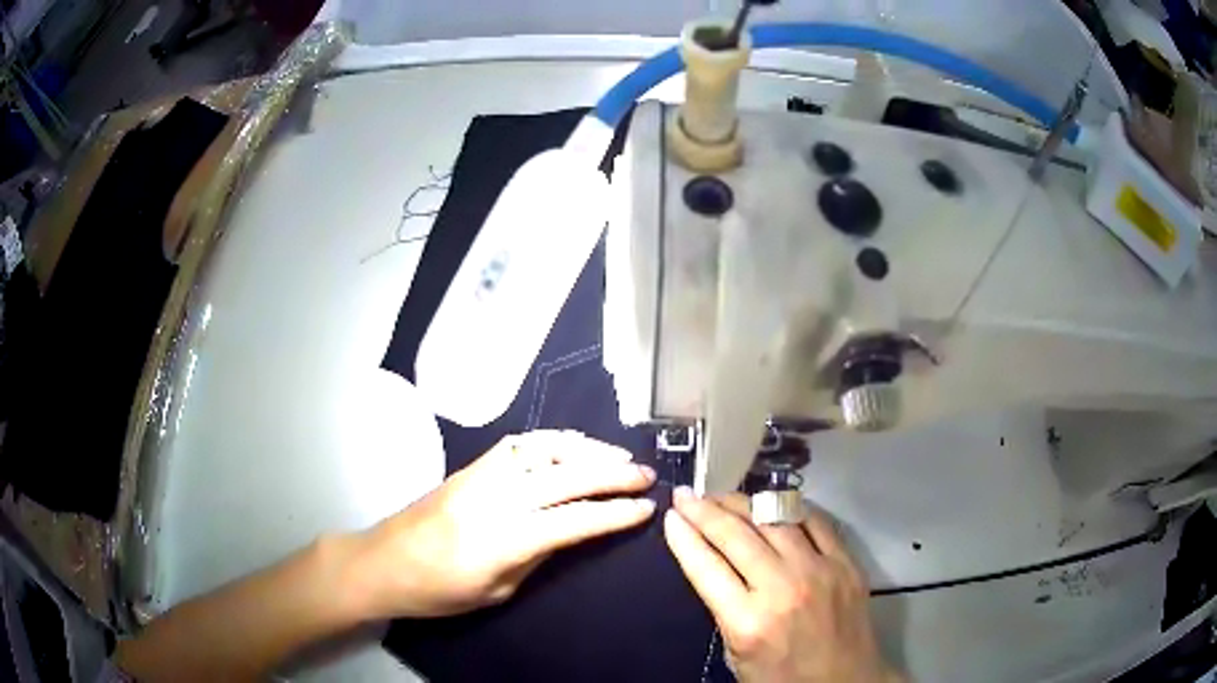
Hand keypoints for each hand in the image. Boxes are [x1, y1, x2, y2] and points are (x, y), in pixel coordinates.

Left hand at [352, 431, 656, 618]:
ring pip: (543, 450)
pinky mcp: (470, 466)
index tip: (645, 509)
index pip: (573, 521)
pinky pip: (520, 444)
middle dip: (612, 473)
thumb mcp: (496, 591)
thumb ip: (537, 556)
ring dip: (586, 449)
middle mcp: (494, 498)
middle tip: (646, 475)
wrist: (382, 563)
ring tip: (618, 456)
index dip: (614, 514)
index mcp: (501, 540)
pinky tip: (573, 446)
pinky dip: (553, 440)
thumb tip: (573, 529)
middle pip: (565, 476)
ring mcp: (479, 475)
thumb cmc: (438, 592)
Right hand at [664, 488, 900, 682]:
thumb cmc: (782, 678)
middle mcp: (782, 589)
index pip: (706, 566)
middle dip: (705, 511)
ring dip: (742, 503)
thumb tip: (712, 562)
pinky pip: (815, 521)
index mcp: (748, 622)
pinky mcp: (846, 562)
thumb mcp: (736, 654)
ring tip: (722, 495)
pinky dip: (789, 507)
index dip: (684, 536)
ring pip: (773, 519)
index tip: (671, 515)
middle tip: (687, 495)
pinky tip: (771, 502)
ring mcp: (819, 570)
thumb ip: (724, 609)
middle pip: (736, 535)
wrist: (845, 682)